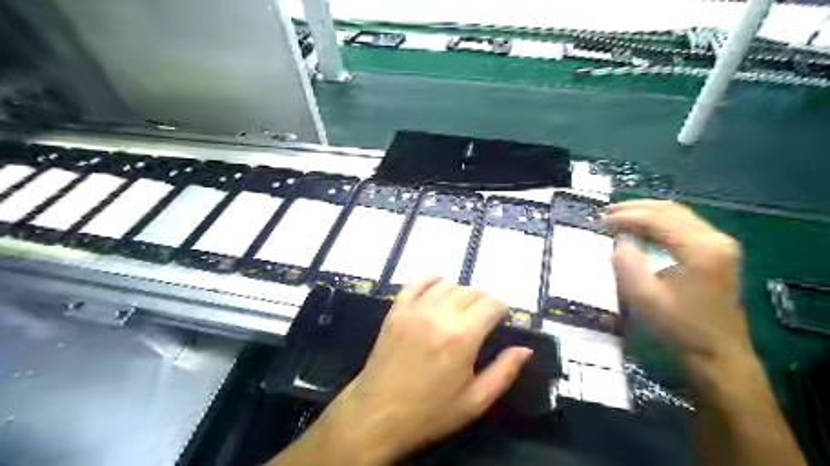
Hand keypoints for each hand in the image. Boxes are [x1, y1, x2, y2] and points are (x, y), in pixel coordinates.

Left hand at [272, 276, 531, 464]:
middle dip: (483, 300)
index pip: (491, 304)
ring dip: (460, 292)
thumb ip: (504, 372)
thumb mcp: (474, 402)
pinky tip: (437, 284)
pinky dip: (430, 280)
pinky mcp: (396, 312)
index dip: (502, 308)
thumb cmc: (429, 413)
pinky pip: (415, 284)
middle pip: (470, 291)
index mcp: (462, 337)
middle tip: (484, 317)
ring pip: (446, 286)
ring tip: (463, 307)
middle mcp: (439, 316)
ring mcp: (414, 311)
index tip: (501, 319)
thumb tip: (524, 349)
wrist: (378, 415)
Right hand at [604, 200, 753, 389]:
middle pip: (669, 209)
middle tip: (605, 213)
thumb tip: (619, 241)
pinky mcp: (717, 252)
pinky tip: (640, 229)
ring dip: (645, 213)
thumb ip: (627, 264)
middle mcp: (715, 239)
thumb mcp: (644, 299)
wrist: (718, 355)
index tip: (599, 222)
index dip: (624, 217)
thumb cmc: (679, 329)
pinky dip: (658, 222)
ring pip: (677, 214)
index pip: (656, 219)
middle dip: (633, 208)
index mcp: (701, 249)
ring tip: (618, 217)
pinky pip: (683, 225)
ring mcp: (719, 244)